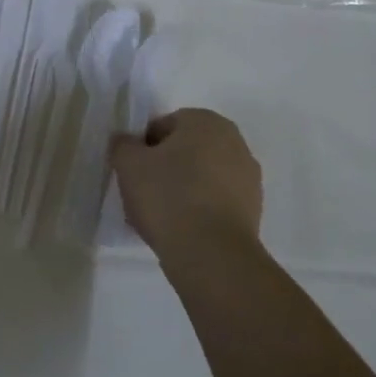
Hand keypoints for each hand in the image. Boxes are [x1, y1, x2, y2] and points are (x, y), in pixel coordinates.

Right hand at [110, 109, 262, 259]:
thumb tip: (126, 141)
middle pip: (186, 151)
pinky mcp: (253, 211)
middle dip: (164, 168)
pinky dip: (198, 211)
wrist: (211, 254)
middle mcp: (234, 142)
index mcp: (206, 122)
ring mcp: (248, 178)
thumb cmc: (168, 196)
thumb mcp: (129, 164)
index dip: (143, 147)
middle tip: (142, 192)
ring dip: (181, 190)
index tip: (132, 171)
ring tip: (158, 217)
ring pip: (201, 178)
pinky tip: (179, 231)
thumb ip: (123, 145)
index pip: (164, 125)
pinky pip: (215, 203)